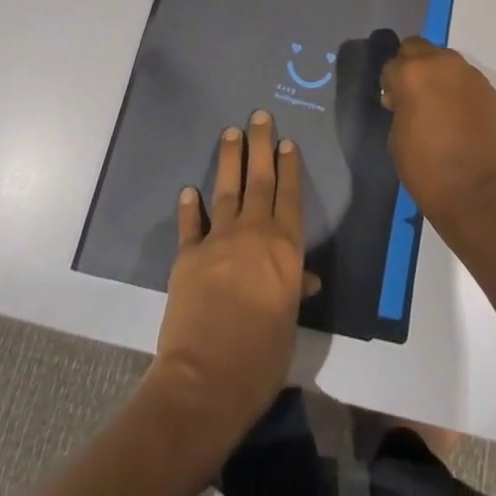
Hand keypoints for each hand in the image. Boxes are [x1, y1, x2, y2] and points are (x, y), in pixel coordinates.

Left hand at [149, 110, 313, 453]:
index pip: (290, 196)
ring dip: (229, 159)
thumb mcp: (288, 324)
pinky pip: (191, 223)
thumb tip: (307, 278)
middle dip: (260, 145)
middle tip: (259, 116)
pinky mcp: (188, 255)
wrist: (206, 379)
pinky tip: (189, 190)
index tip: (288, 141)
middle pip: (259, 180)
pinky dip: (190, 206)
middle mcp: (254, 233)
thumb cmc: (261, 358)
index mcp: (285, 248)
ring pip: (227, 189)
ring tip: (230, 133)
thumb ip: (294, 292)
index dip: (289, 167)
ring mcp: (219, 240)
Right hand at [381, 37, 495, 237]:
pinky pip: (465, 78)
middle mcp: (441, 63)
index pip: (391, 64)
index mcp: (412, 73)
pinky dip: (457, 88)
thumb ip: (399, 105)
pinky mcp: (488, 88)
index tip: (393, 103)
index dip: (389, 84)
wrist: (476, 192)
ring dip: (436, 73)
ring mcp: (468, 73)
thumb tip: (404, 98)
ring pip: (444, 59)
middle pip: (417, 47)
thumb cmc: (426, 168)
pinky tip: (459, 114)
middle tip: (413, 95)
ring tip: (438, 104)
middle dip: (411, 65)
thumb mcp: (396, 135)